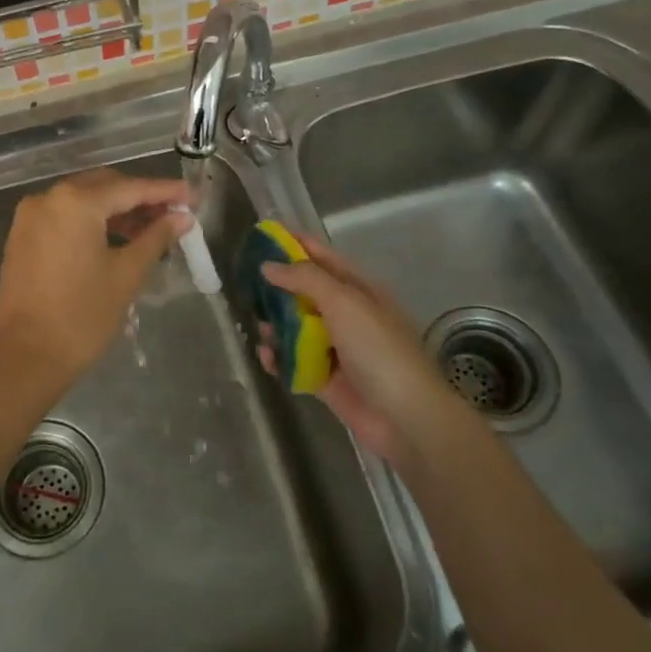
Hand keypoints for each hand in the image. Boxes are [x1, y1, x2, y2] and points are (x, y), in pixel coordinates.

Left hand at [0, 169, 191, 402]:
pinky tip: (117, 238)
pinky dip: (92, 221)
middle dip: (140, 197)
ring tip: (151, 230)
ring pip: (83, 200)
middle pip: (104, 186)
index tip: (192, 195)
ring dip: (116, 210)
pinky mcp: (23, 236)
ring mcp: (30, 216)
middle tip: (174, 213)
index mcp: (75, 202)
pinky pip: (65, 216)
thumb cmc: (81, 316)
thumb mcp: (126, 275)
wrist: (24, 357)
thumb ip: (155, 238)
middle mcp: (48, 198)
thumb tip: (181, 218)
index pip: (130, 188)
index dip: (164, 191)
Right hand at [259, 236, 456, 458]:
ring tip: (259, 326)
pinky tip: (267, 356)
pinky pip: (294, 362)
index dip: (296, 245)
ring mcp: (336, 348)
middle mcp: (347, 315)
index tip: (264, 235)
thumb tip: (268, 265)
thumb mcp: (343, 302)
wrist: (403, 416)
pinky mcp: (325, 378)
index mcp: (360, 291)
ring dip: (276, 326)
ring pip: (296, 328)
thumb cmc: (377, 349)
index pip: (324, 258)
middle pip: (305, 293)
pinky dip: (279, 358)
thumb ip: (304, 278)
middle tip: (246, 283)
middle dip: (278, 288)